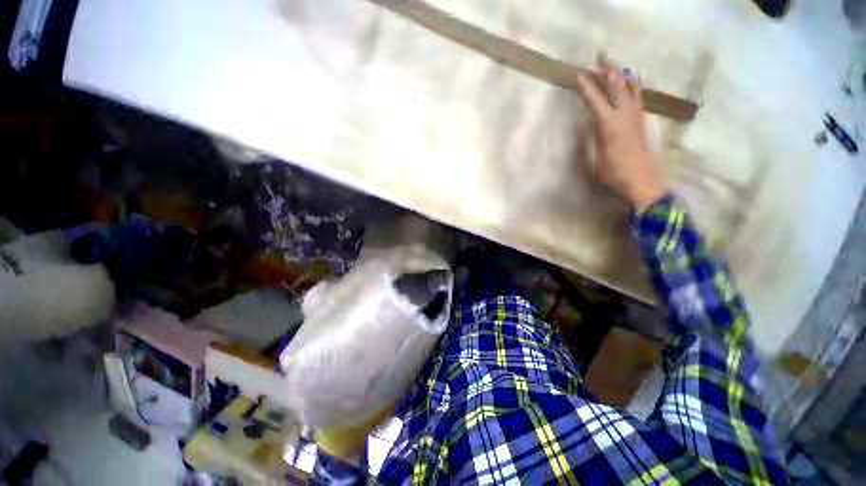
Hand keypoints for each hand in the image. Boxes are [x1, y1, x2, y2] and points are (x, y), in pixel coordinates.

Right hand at [576, 59, 666, 211]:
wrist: (642, 182)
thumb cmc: (614, 175)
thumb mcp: (595, 160)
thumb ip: (592, 139)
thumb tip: (589, 124)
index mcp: (609, 127)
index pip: (596, 102)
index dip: (587, 89)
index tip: (579, 76)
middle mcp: (624, 117)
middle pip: (617, 88)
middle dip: (609, 72)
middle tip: (602, 57)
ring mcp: (636, 117)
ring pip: (631, 89)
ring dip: (623, 75)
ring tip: (617, 64)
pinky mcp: (642, 122)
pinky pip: (639, 97)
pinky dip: (634, 86)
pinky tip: (633, 82)